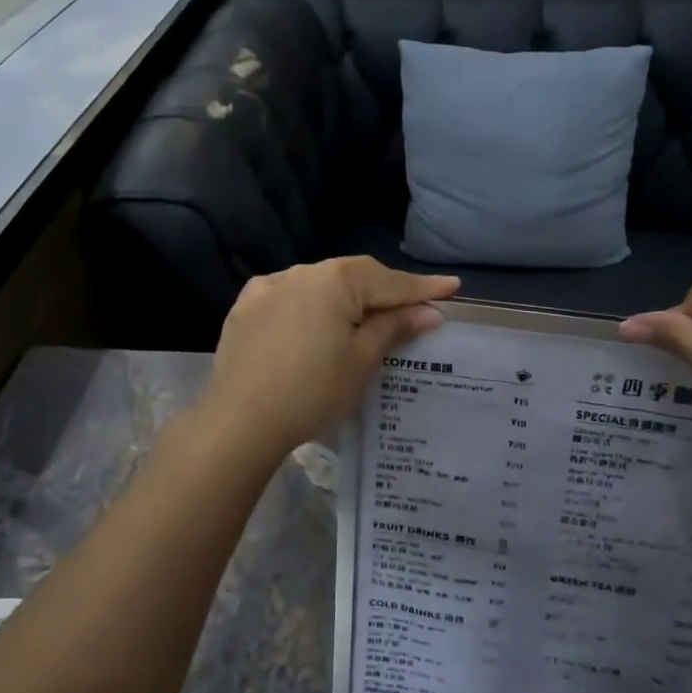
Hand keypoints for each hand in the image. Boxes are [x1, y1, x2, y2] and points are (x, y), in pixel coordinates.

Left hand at [202, 258, 459, 459]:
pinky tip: (314, 323)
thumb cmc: (312, 390)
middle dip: (383, 291)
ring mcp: (268, 287)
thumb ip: (394, 327)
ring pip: (320, 284)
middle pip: (354, 276)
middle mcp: (301, 271)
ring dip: (344, 297)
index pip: (390, 281)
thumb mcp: (362, 360)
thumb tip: (429, 311)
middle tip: (412, 306)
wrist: (239, 421)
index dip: (423, 287)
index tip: (452, 287)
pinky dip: (310, 306)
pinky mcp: (245, 307)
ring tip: (363, 318)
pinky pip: (289, 297)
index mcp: (335, 280)